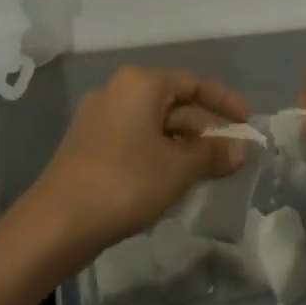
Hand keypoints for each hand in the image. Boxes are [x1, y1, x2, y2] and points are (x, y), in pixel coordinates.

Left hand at [32, 67, 250, 254]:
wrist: (58, 222)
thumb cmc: (126, 182)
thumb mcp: (178, 169)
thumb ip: (212, 155)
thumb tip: (242, 148)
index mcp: (139, 84)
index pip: (191, 82)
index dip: (223, 101)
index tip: (247, 122)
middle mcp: (117, 93)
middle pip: (173, 104)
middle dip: (205, 130)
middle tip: (234, 156)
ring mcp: (100, 120)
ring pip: (154, 126)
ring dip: (185, 146)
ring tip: (211, 173)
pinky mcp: (90, 147)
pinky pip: (136, 141)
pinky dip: (160, 155)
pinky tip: (176, 182)